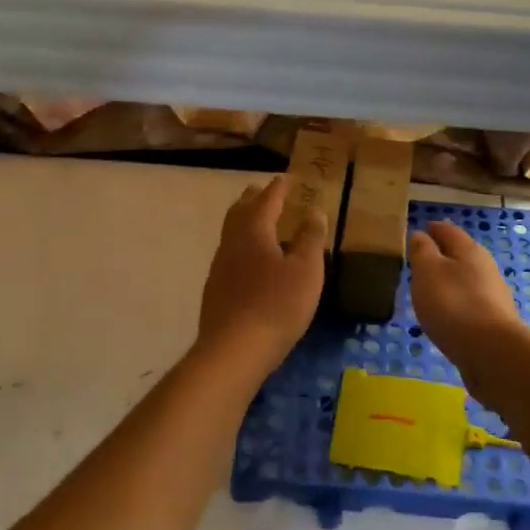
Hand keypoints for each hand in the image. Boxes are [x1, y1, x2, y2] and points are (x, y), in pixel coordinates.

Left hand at [195, 178, 328, 379]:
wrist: (233, 351)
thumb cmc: (276, 304)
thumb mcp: (306, 270)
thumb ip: (310, 238)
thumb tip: (314, 210)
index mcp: (254, 230)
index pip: (267, 199)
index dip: (279, 188)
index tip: (287, 178)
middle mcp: (232, 242)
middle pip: (241, 211)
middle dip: (254, 199)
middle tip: (267, 192)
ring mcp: (220, 267)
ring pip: (232, 233)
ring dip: (246, 222)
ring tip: (261, 225)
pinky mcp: (216, 290)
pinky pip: (231, 255)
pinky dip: (243, 247)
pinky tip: (252, 263)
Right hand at [408, 221, 529, 390]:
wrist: (492, 353)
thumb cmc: (454, 304)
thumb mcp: (428, 271)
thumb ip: (422, 250)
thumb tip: (420, 234)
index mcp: (469, 249)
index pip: (448, 230)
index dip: (432, 229)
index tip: (418, 230)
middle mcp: (485, 267)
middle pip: (460, 254)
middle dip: (441, 254)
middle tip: (420, 261)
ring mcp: (493, 295)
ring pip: (466, 279)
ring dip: (449, 281)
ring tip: (429, 289)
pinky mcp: (494, 321)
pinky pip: (470, 303)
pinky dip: (456, 303)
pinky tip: (446, 315)